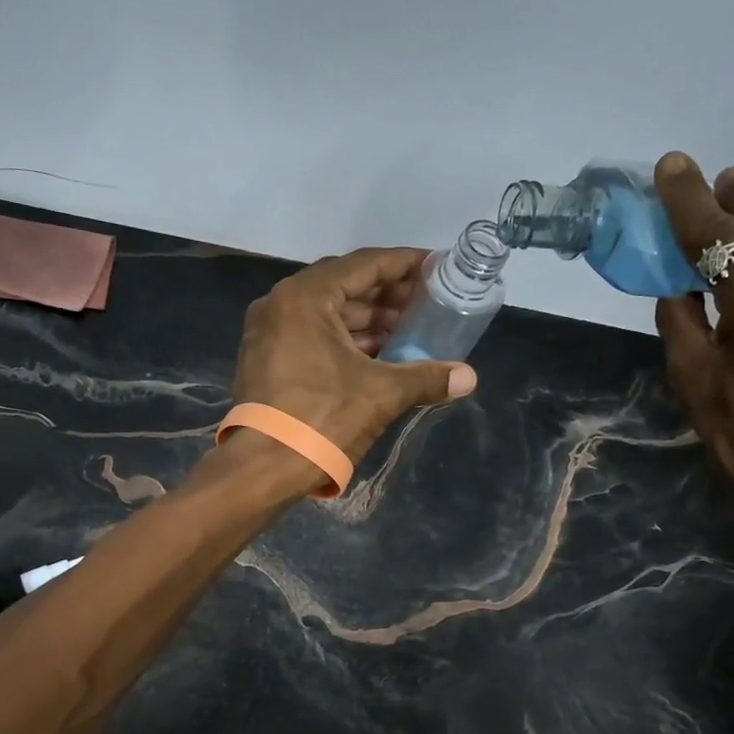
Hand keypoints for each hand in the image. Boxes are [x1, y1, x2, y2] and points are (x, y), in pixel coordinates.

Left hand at [233, 247, 477, 463]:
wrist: (264, 468)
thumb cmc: (322, 419)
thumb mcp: (381, 394)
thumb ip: (426, 378)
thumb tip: (469, 378)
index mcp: (304, 298)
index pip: (363, 265)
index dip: (403, 264)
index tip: (434, 267)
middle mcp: (280, 305)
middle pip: (344, 286)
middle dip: (387, 296)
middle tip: (426, 304)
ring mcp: (268, 333)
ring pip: (327, 314)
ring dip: (368, 321)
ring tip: (408, 332)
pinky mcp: (266, 360)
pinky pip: (312, 336)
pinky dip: (345, 341)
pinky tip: (378, 355)